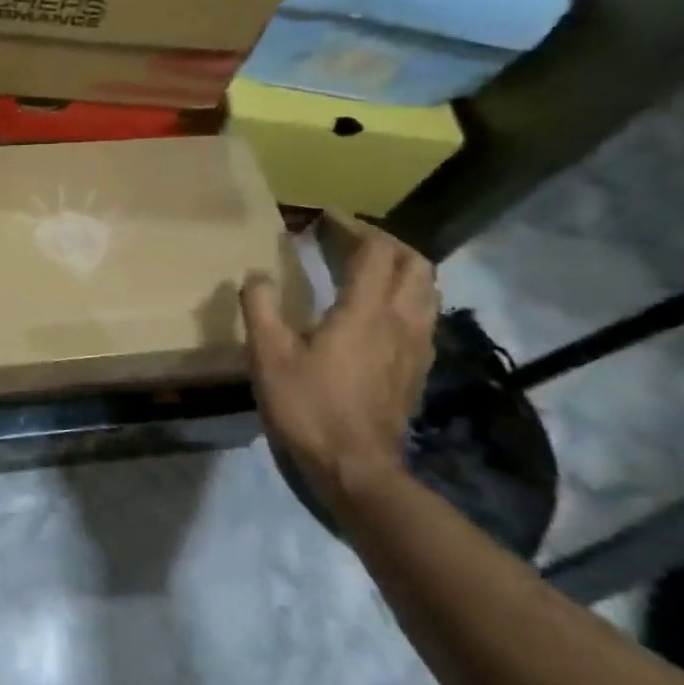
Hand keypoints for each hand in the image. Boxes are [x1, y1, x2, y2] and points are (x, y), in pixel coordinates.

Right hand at [240, 217, 438, 519]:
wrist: (355, 466)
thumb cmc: (308, 406)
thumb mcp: (268, 355)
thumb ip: (261, 308)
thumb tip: (256, 276)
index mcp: (366, 311)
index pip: (375, 252)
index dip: (353, 228)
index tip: (327, 218)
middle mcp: (401, 320)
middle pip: (414, 264)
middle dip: (386, 243)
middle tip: (350, 241)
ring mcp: (417, 346)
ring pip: (427, 290)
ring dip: (401, 270)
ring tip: (368, 270)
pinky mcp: (418, 369)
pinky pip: (423, 317)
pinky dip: (405, 298)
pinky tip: (378, 314)